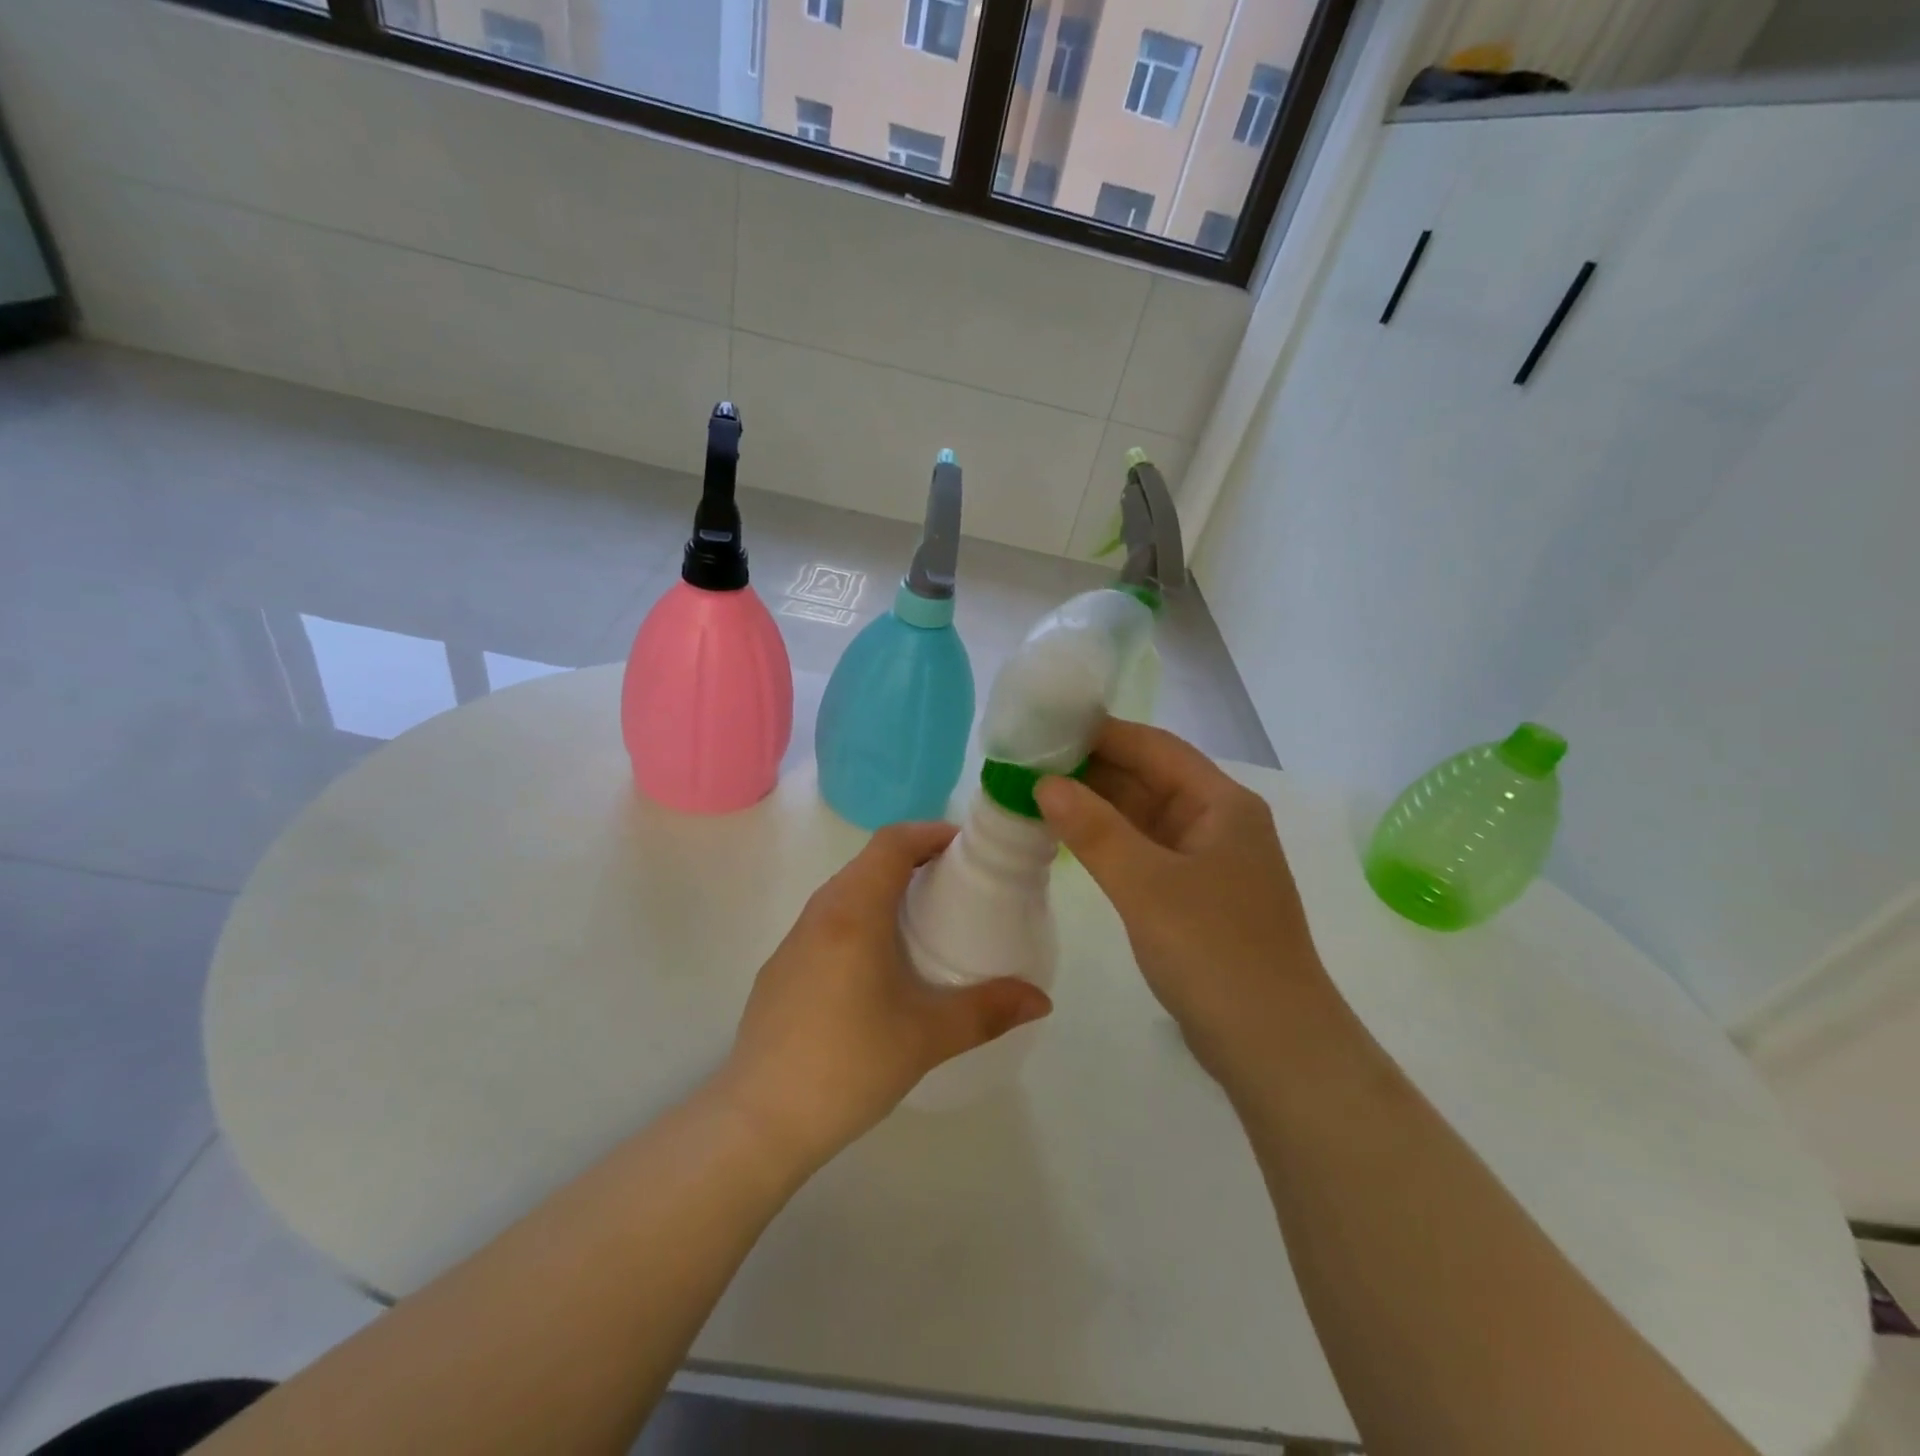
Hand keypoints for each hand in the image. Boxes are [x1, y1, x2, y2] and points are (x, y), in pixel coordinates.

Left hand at [716, 822, 1052, 1169]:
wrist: (759, 1120)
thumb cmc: (849, 1064)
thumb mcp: (928, 1037)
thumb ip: (989, 1011)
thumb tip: (1041, 999)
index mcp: (854, 912)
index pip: (893, 842)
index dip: (931, 833)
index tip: (967, 849)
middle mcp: (820, 913)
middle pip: (869, 862)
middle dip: (914, 860)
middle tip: (956, 885)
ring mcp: (793, 942)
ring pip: (845, 892)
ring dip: (885, 890)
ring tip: (923, 922)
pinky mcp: (780, 970)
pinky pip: (827, 922)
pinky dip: (860, 919)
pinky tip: (878, 967)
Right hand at [1035, 720, 1329, 1082]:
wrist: (1273, 1046)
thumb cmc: (1215, 953)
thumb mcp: (1147, 885)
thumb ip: (1094, 830)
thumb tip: (1045, 783)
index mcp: (1221, 804)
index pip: (1153, 747)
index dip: (1099, 733)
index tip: (1044, 728)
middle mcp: (1217, 822)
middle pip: (1148, 778)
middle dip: (1090, 769)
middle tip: (1026, 764)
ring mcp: (1206, 860)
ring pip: (1142, 816)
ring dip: (1095, 806)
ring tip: (1035, 795)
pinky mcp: (1193, 895)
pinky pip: (1143, 850)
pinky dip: (1106, 842)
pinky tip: (1067, 840)